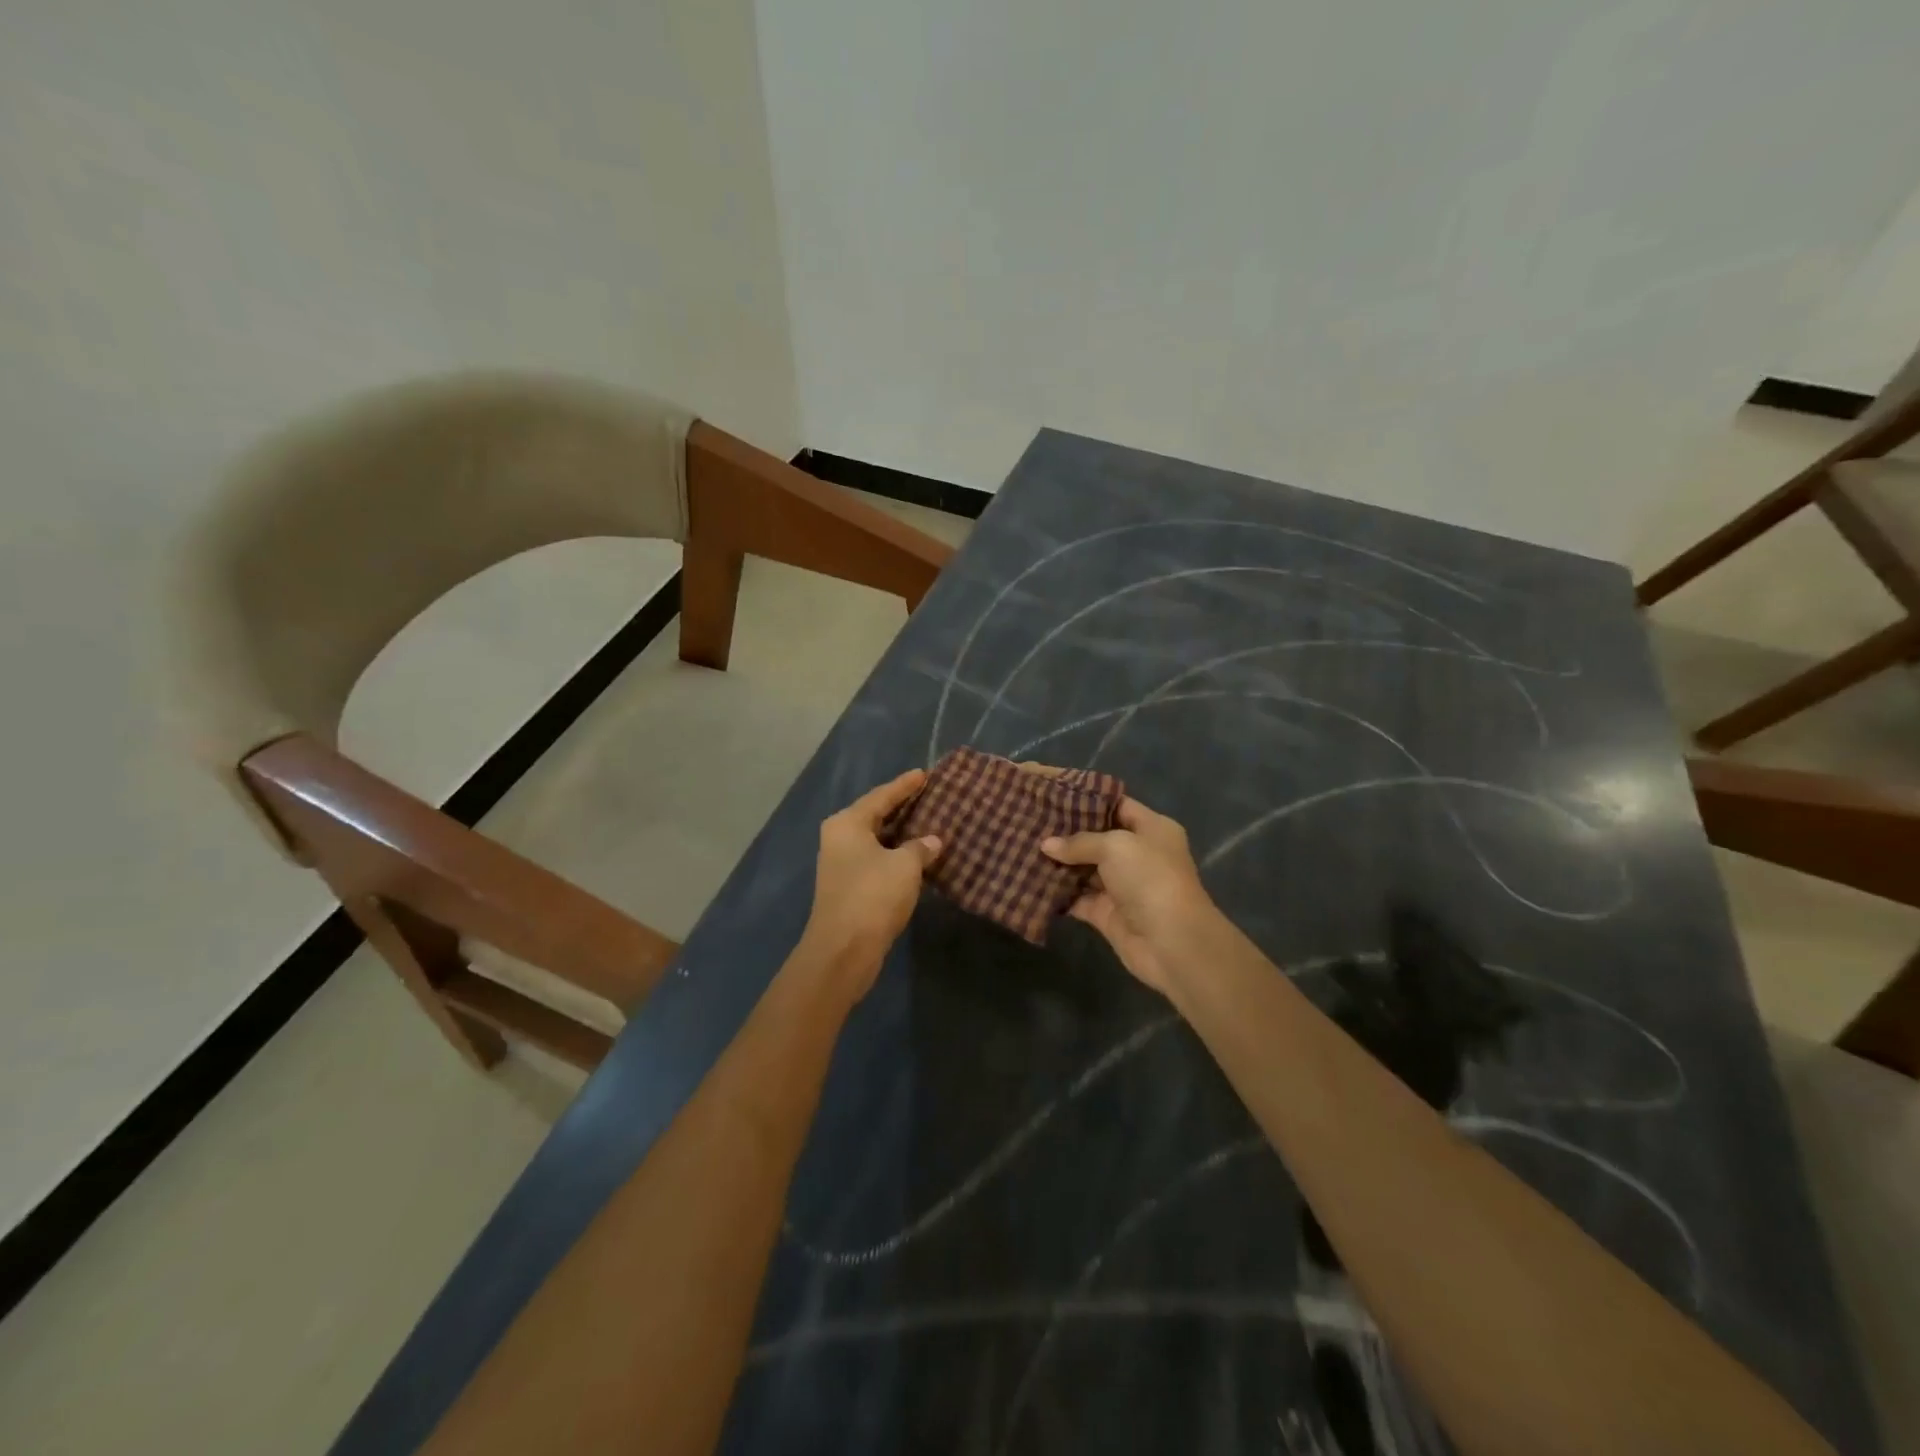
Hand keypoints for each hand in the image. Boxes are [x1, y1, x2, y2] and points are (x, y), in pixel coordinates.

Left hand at [797, 769, 941, 998]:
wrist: (843, 950)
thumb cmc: (873, 896)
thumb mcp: (905, 866)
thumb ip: (920, 847)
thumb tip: (932, 840)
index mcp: (848, 823)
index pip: (881, 796)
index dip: (904, 785)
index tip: (923, 774)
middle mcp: (839, 838)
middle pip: (875, 815)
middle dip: (902, 808)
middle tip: (929, 796)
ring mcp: (842, 864)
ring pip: (877, 839)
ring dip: (901, 834)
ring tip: (929, 823)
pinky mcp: (849, 887)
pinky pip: (877, 859)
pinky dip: (896, 855)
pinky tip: (917, 855)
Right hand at [1040, 791, 1218, 995]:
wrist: (1171, 942)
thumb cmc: (1150, 879)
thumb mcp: (1115, 846)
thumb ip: (1079, 842)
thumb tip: (1046, 845)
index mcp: (1152, 829)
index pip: (1117, 805)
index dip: (1088, 799)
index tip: (1053, 795)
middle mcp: (1138, 854)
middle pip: (1097, 838)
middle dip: (1066, 832)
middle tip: (1031, 821)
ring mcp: (1122, 886)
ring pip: (1084, 869)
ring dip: (1058, 862)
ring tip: (1024, 847)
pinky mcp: (1107, 913)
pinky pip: (1077, 898)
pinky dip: (1058, 893)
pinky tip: (1030, 880)